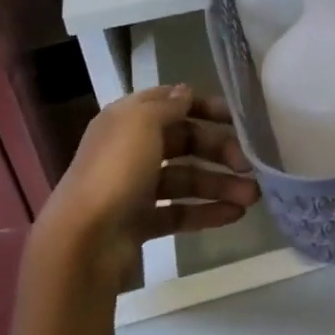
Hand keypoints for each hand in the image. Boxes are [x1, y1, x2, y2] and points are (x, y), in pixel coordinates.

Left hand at [33, 84, 258, 287]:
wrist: (82, 242)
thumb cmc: (115, 172)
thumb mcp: (142, 123)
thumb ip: (168, 105)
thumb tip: (186, 93)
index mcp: (127, 121)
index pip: (171, 103)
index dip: (204, 107)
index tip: (237, 119)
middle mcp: (131, 150)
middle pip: (185, 143)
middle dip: (220, 152)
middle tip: (249, 166)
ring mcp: (135, 188)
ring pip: (186, 180)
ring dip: (220, 185)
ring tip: (252, 198)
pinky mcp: (140, 222)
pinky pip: (180, 212)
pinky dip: (207, 212)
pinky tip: (234, 216)